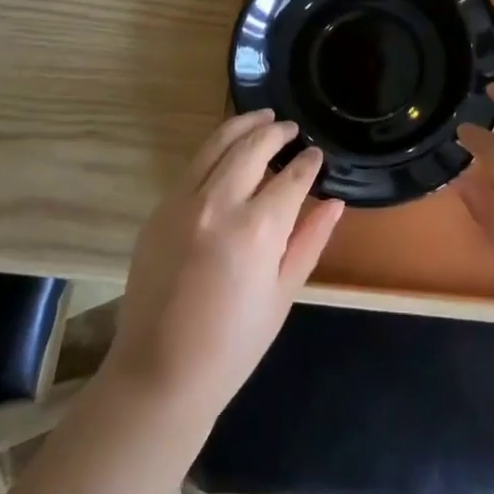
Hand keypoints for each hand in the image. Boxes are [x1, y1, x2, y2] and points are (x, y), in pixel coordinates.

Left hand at [105, 112, 343, 419]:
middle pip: (252, 147)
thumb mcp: (283, 294)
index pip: (291, 177)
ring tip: (262, 118)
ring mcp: (182, 203)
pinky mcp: (159, 210)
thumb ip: (310, 239)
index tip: (316, 155)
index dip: (308, 163)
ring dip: (243, 126)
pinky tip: (228, 152)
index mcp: (256, 229)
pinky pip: (192, 166)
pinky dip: (215, 150)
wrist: (160, 375)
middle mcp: (218, 204)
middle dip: (276, 131)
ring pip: (216, 144)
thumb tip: (334, 201)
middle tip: (291, 128)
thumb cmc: (233, 345)